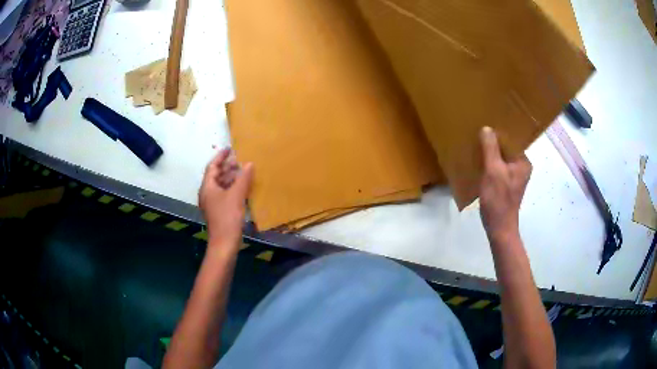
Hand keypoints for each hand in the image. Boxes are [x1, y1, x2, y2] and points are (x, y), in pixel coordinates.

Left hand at [199, 148, 253, 249]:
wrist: (224, 243)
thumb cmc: (227, 217)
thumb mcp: (236, 195)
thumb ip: (243, 178)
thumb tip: (249, 164)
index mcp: (207, 187)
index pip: (212, 167)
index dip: (221, 156)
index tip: (230, 148)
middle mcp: (208, 193)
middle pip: (216, 175)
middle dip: (228, 167)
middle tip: (241, 160)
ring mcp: (213, 203)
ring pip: (221, 185)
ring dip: (231, 178)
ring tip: (244, 172)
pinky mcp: (219, 211)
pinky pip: (225, 194)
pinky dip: (233, 188)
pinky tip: (244, 188)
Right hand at [479, 127, 531, 243]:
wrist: (499, 228)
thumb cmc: (498, 200)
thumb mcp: (493, 171)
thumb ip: (490, 149)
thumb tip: (487, 128)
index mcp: (523, 162)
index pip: (511, 140)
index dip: (499, 133)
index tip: (485, 125)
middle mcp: (521, 167)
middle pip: (506, 149)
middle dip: (493, 143)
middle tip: (477, 133)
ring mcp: (514, 176)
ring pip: (501, 158)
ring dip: (490, 153)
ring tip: (476, 145)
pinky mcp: (506, 184)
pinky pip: (497, 168)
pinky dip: (489, 164)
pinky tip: (478, 162)